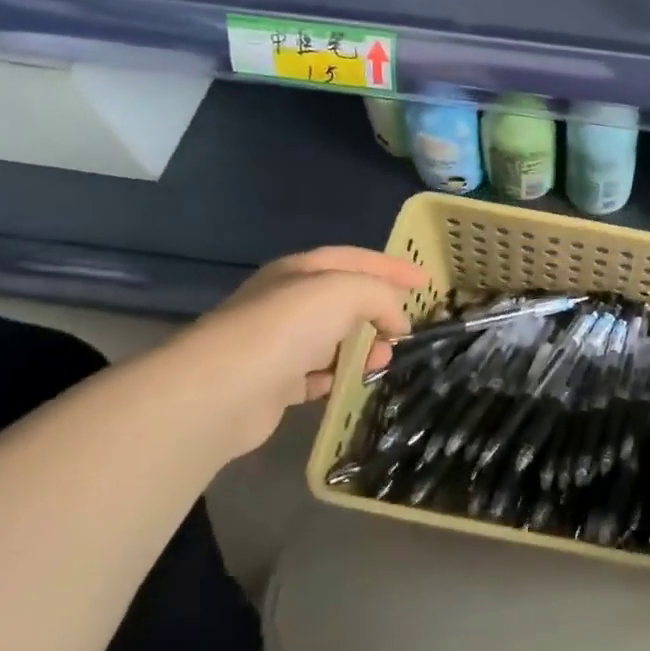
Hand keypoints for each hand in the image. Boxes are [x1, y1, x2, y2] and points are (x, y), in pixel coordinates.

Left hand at [155, 246, 428, 456]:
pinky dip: (338, 376)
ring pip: (332, 338)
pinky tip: (352, 383)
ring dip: (362, 347)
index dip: (392, 267)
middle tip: (404, 330)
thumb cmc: (287, 327)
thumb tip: (396, 322)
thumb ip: (381, 295)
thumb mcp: (347, 291)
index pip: (355, 259)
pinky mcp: (272, 384)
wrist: (223, 391)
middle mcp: (286, 302)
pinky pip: (316, 375)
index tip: (426, 281)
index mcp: (300, 271)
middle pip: (344, 299)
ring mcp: (276, 344)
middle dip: (379, 311)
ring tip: (383, 361)